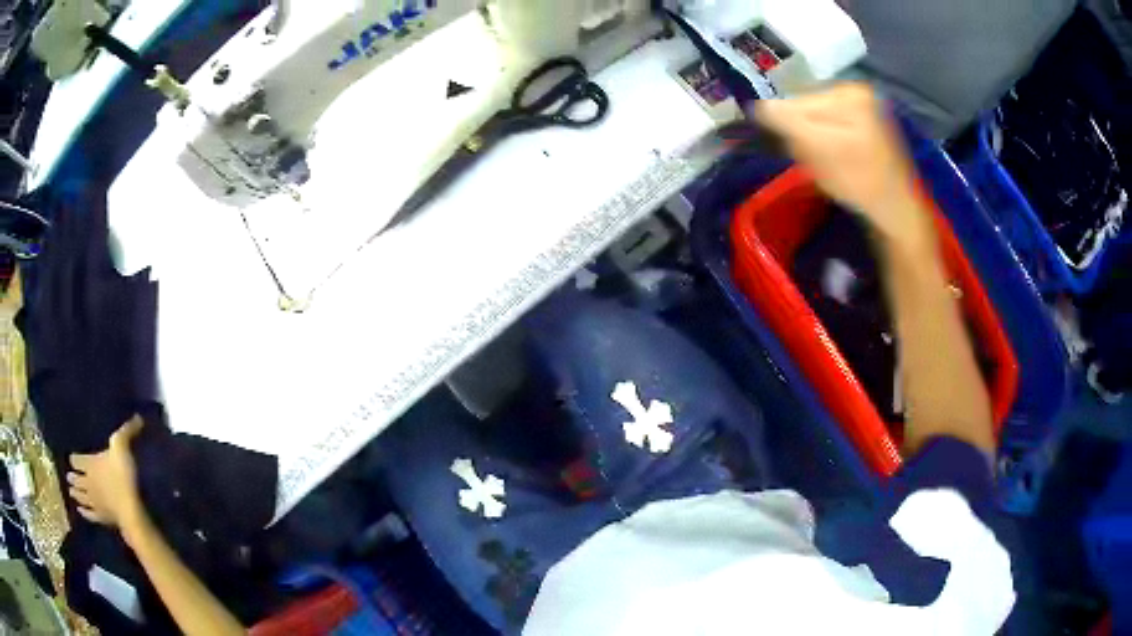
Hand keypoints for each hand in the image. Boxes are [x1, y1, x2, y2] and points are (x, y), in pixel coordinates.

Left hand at [68, 416, 145, 532]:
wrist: (130, 511)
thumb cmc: (123, 476)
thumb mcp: (123, 448)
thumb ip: (126, 432)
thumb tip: (137, 416)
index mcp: (89, 464)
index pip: (76, 460)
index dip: (74, 459)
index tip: (71, 459)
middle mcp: (88, 482)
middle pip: (76, 480)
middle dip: (72, 478)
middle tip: (68, 477)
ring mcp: (94, 502)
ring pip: (80, 497)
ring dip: (75, 494)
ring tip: (71, 492)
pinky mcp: (102, 518)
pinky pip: (89, 514)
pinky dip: (84, 512)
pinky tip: (80, 511)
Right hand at [756, 83, 934, 249]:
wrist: (898, 211)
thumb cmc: (861, 182)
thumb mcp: (820, 150)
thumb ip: (787, 122)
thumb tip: (756, 106)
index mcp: (847, 91)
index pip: (795, 101)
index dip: (788, 128)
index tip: (799, 152)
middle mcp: (854, 90)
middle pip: (805, 109)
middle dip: (803, 136)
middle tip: (819, 162)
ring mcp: (861, 107)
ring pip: (815, 121)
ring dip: (813, 143)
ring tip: (830, 165)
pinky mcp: (863, 124)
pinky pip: (828, 129)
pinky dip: (825, 146)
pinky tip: (837, 163)